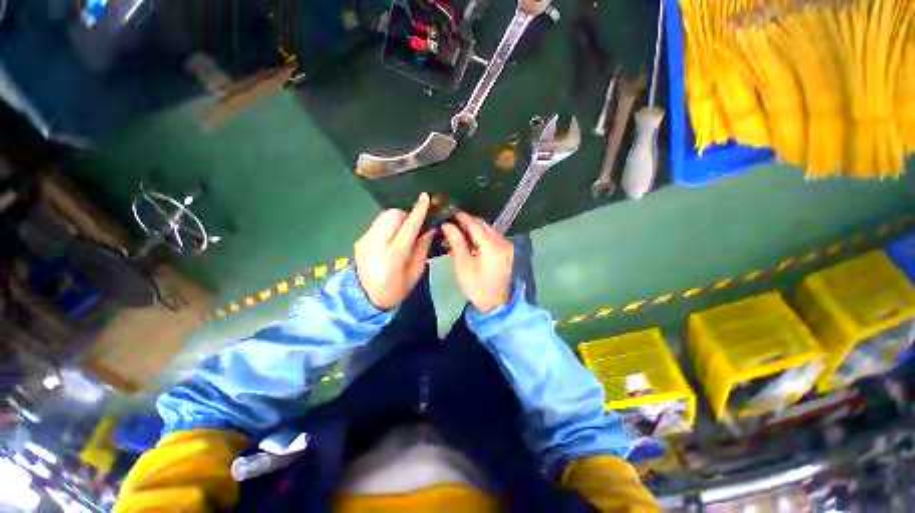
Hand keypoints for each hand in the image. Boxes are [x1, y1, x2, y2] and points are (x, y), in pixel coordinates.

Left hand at [355, 193, 434, 309]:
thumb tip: (429, 228)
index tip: (425, 197)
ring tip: (403, 233)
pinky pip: (378, 223)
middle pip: (393, 215)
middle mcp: (376, 243)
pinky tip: (392, 238)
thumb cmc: (396, 289)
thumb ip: (422, 248)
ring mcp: (365, 240)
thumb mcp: (415, 272)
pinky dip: (389, 225)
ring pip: (384, 216)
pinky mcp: (360, 239)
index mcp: (393, 255)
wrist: (365, 299)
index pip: (408, 226)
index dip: (418, 211)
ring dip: (397, 219)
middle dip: (406, 215)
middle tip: (414, 228)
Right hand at [441, 212, 513, 312]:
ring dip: (472, 229)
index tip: (448, 212)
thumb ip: (456, 242)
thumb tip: (447, 225)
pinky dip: (480, 236)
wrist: (495, 304)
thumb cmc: (476, 287)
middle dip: (466, 222)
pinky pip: (491, 238)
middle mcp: (502, 241)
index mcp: (491, 245)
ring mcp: (506, 246)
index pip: (474, 224)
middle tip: (450, 222)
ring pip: (487, 230)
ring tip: (456, 232)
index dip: (461, 217)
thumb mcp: (463, 265)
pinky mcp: (507, 251)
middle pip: (482, 225)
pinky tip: (469, 240)